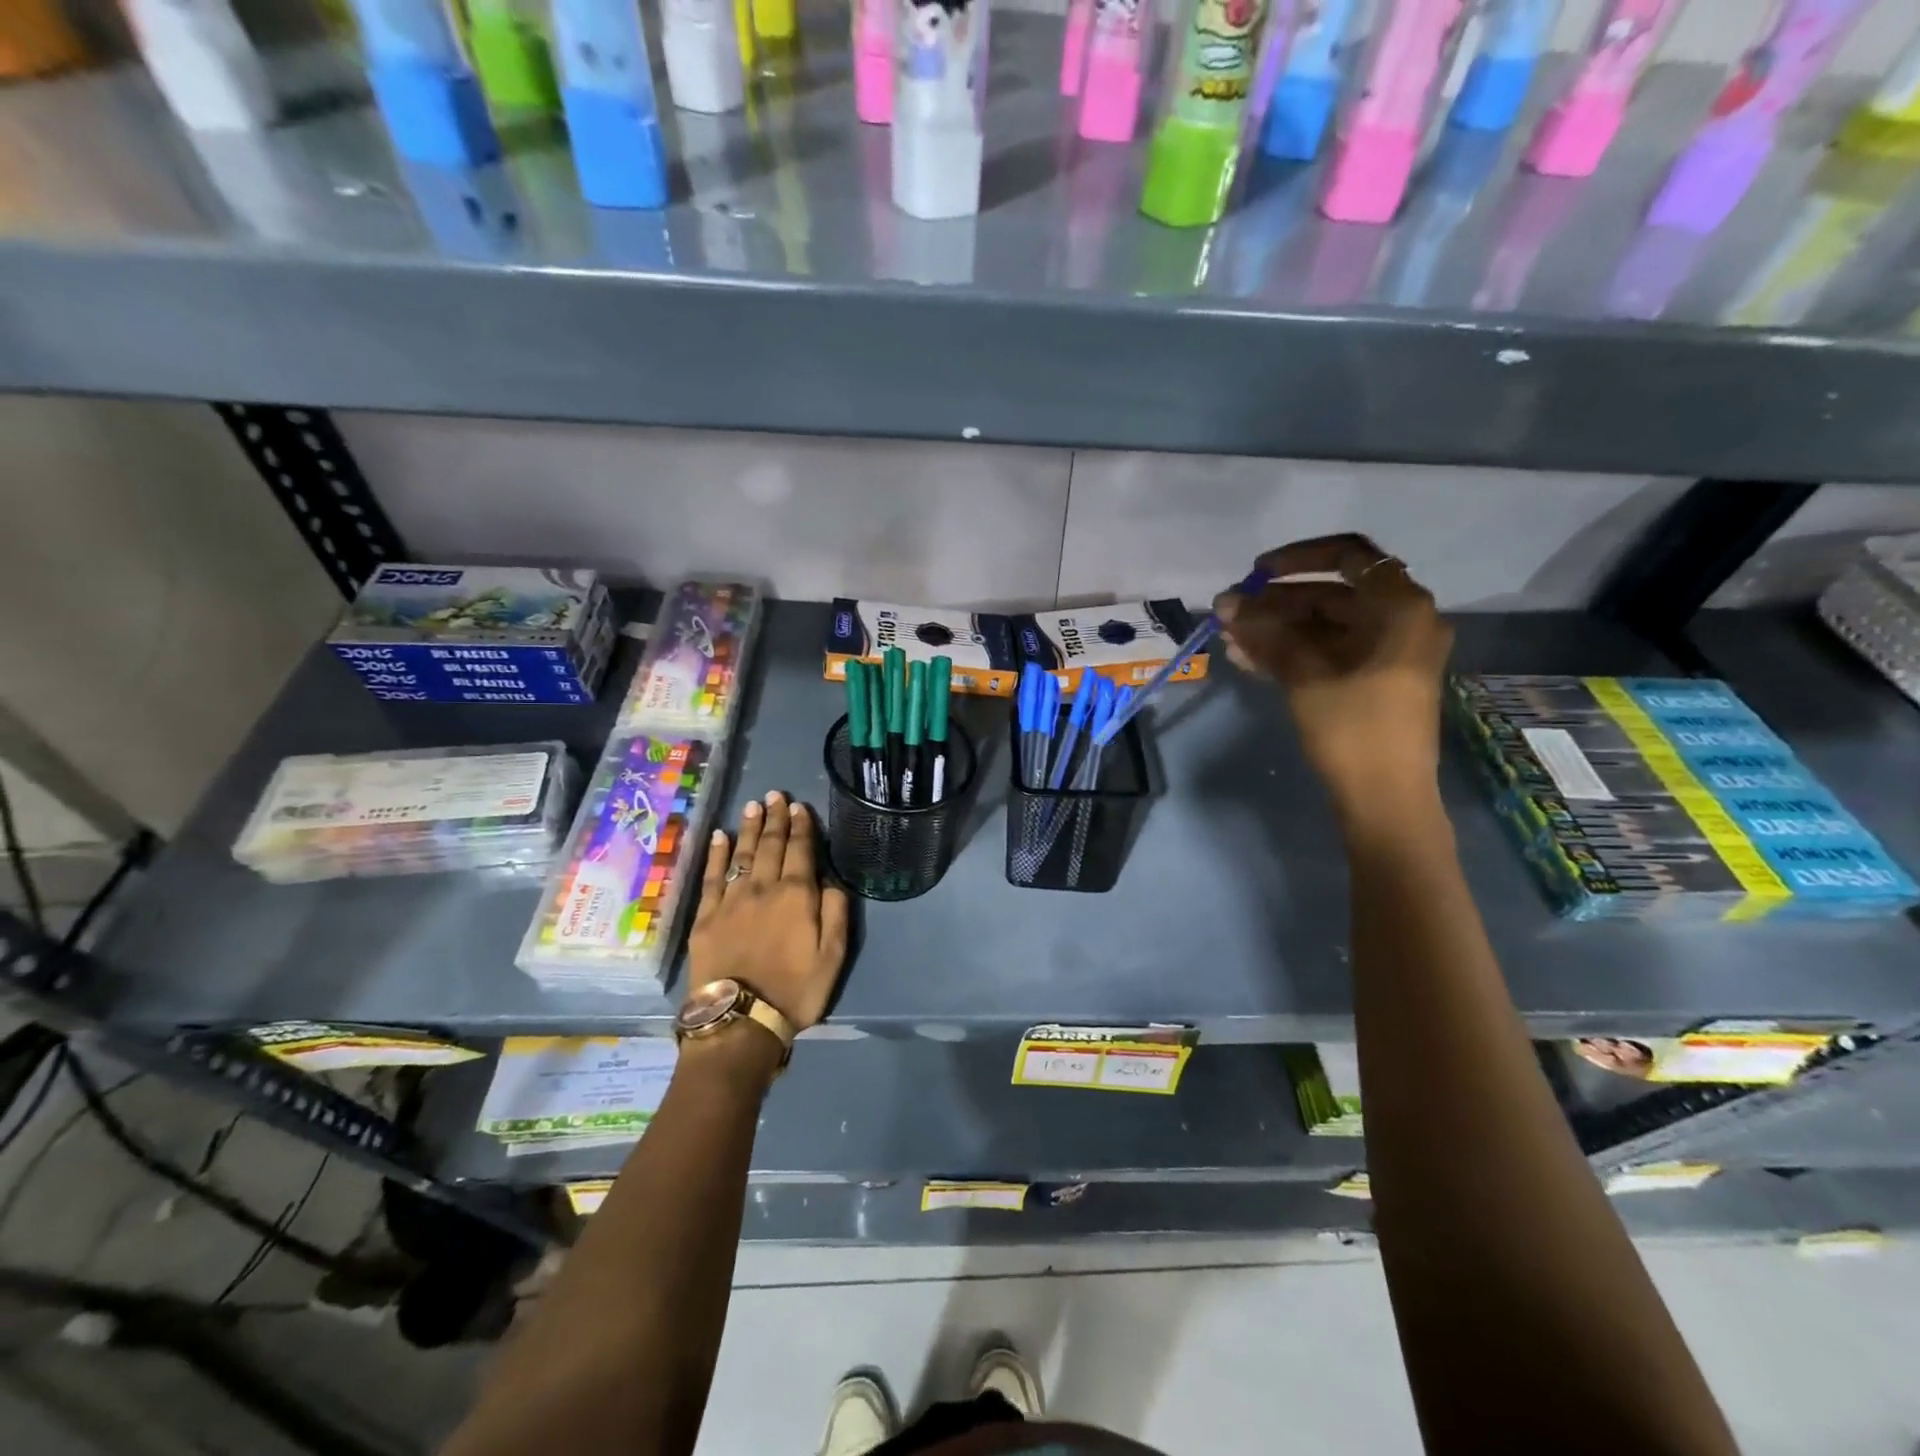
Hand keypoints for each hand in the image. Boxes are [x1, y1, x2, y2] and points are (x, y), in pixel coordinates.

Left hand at [687, 792, 849, 1031]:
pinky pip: (712, 876)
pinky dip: (716, 854)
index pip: (801, 850)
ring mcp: (731, 900)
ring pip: (741, 854)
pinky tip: (720, 836)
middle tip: (775, 795)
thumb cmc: (796, 990)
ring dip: (748, 827)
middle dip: (775, 818)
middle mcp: (763, 887)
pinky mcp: (706, 916)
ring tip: (753, 805)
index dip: (801, 826)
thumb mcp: (834, 955)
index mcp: (797, 895)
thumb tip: (829, 878)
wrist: (741, 1020)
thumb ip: (835, 911)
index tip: (799, 807)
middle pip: (770, 845)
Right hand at [1215, 534, 1453, 821]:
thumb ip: (1266, 633)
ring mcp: (1385, 654)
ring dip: (1275, 629)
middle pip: (1329, 595)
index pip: (1348, 557)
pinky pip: (1326, 654)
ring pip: (1322, 627)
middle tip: (1227, 613)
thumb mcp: (1306, 675)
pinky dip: (1289, 652)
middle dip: (1275, 603)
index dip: (1298, 559)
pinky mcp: (1369, 681)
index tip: (1256, 573)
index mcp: (1401, 608)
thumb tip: (1227, 604)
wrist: (1385, 800)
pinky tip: (1245, 658)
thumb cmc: (1354, 730)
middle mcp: (1400, 622)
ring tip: (1228, 638)